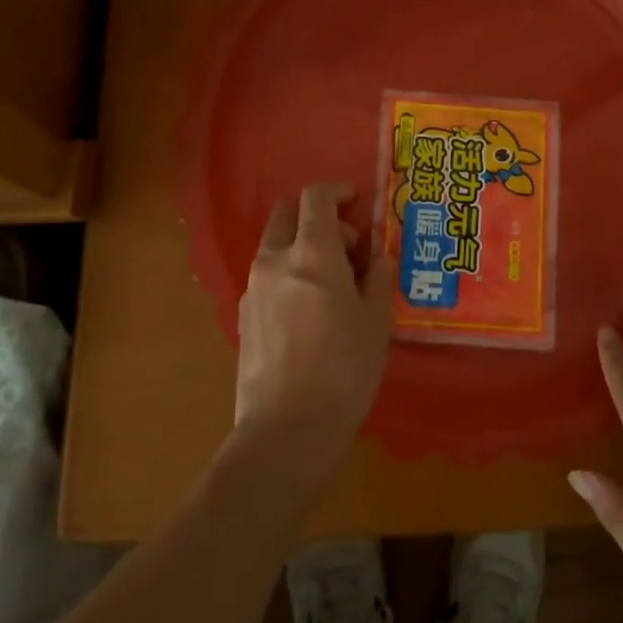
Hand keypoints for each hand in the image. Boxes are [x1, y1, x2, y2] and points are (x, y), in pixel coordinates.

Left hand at [233, 182, 393, 479]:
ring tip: (332, 284)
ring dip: (302, 247)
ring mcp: (253, 288)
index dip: (337, 191)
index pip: (315, 196)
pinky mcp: (243, 316)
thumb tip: (377, 256)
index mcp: (311, 252)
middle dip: (317, 217)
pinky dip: (289, 274)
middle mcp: (275, 259)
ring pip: (276, 246)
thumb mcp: (376, 320)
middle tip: (347, 246)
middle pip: (288, 214)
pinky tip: (310, 312)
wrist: (286, 432)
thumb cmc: (343, 370)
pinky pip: (268, 276)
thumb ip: (378, 276)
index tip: (356, 201)